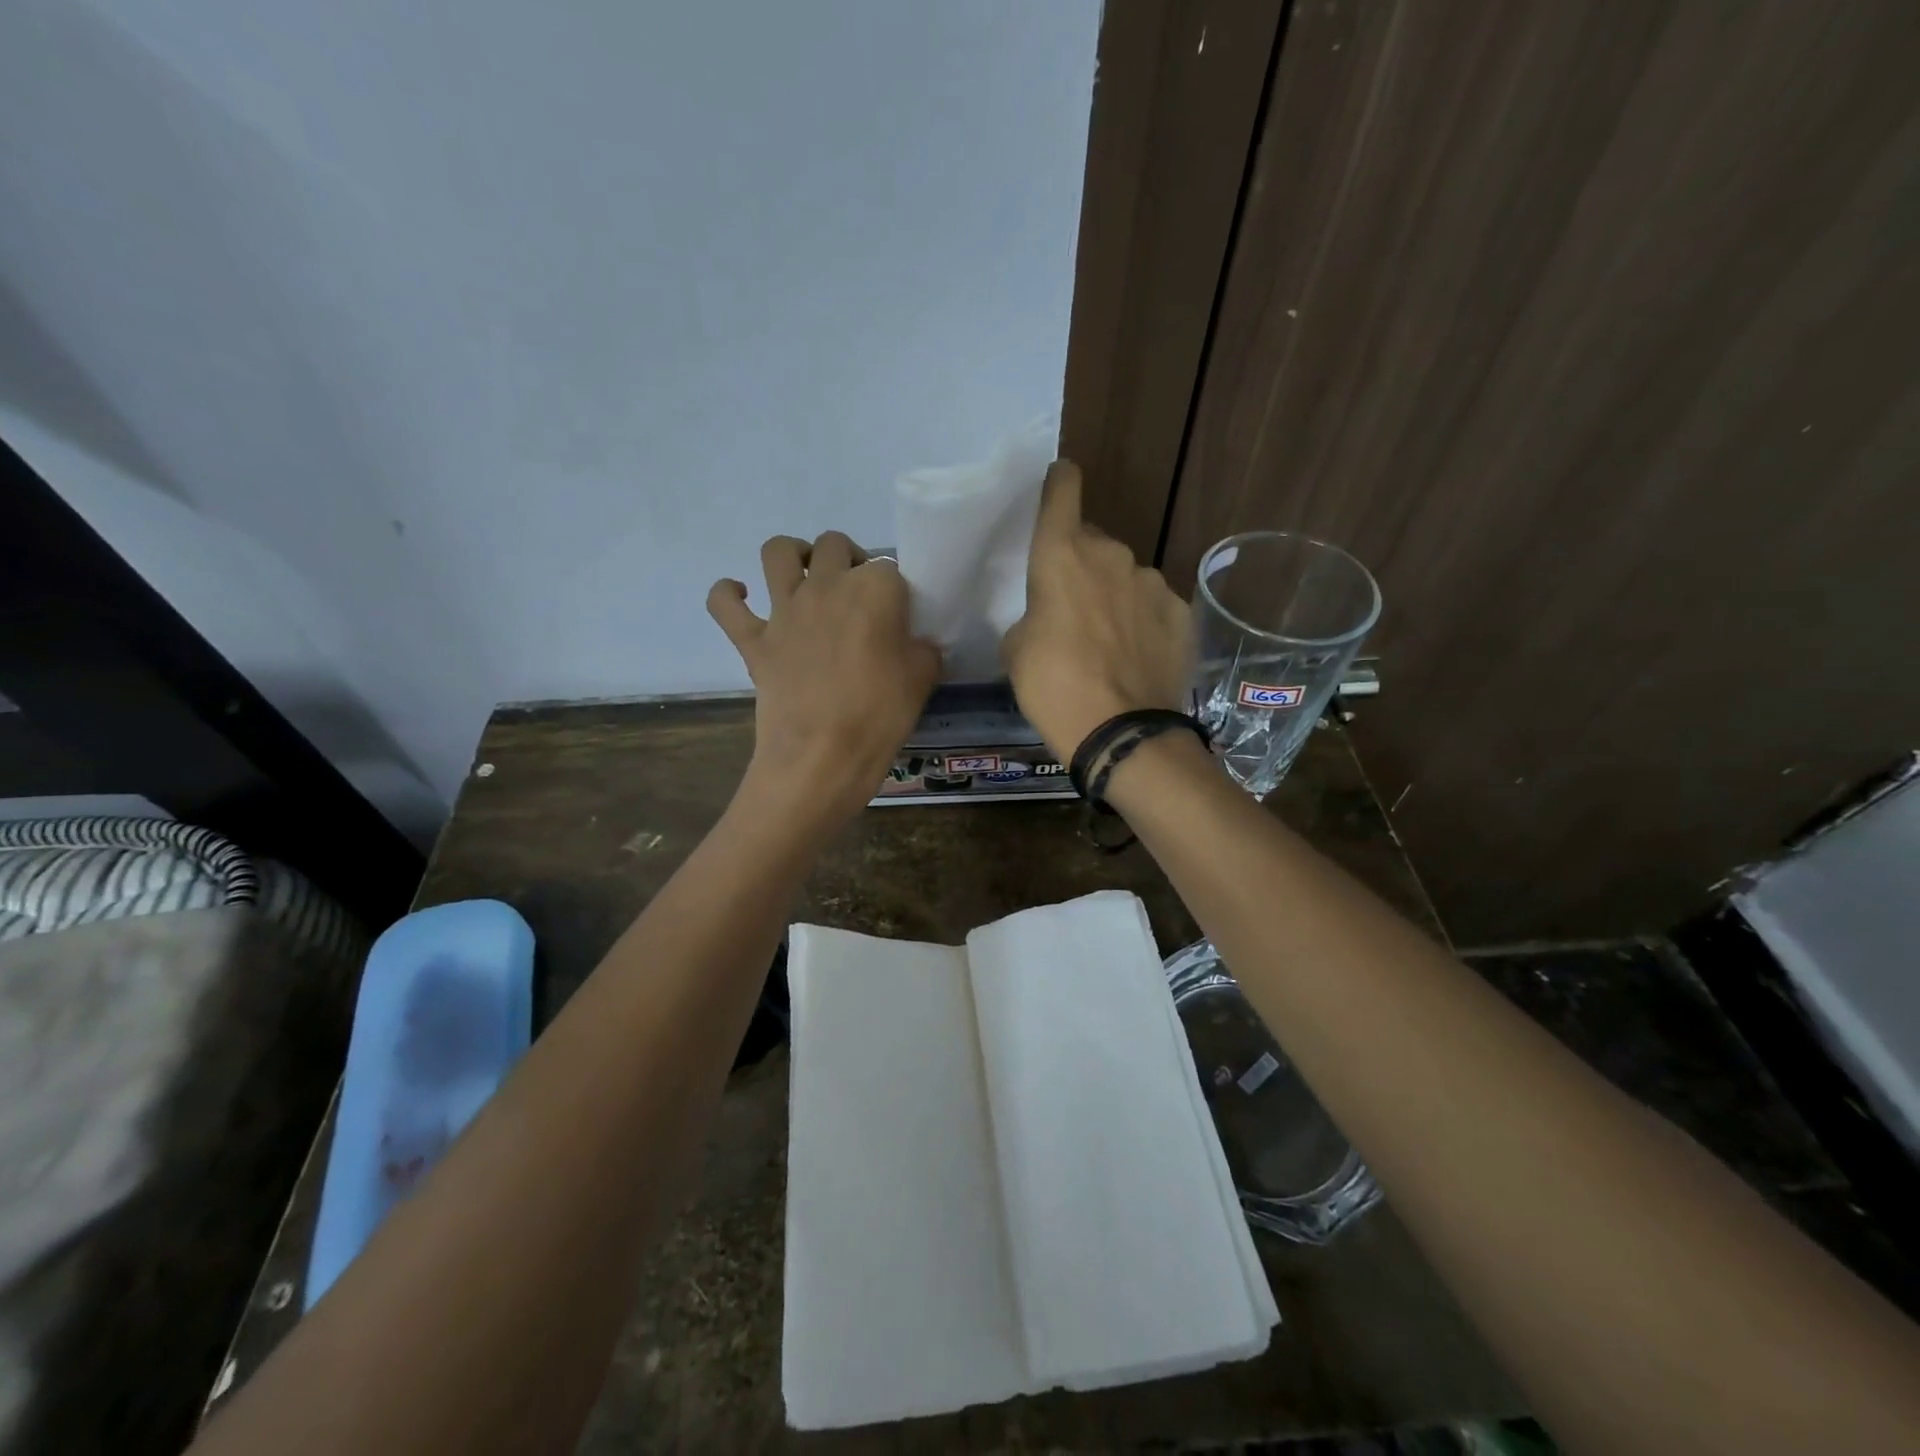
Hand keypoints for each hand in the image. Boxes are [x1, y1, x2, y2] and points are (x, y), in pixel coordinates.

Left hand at [709, 532, 939, 824]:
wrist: (822, 757)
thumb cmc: (881, 716)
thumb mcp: (924, 678)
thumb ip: (921, 648)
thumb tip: (914, 643)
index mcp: (875, 589)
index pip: (890, 568)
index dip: (895, 590)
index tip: (899, 616)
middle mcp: (827, 585)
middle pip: (835, 545)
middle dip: (848, 559)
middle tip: (857, 594)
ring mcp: (784, 610)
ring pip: (778, 551)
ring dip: (792, 554)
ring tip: (804, 577)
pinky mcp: (753, 639)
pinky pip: (724, 603)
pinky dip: (729, 595)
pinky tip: (742, 597)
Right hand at [1002, 461, 1192, 760]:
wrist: (1121, 732)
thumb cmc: (1053, 687)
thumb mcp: (1016, 650)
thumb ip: (1032, 614)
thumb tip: (1049, 615)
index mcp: (1061, 555)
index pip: (1063, 490)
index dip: (1059, 482)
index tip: (1059, 481)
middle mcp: (1111, 554)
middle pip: (1092, 542)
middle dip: (1080, 565)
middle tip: (1071, 608)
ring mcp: (1153, 582)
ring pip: (1125, 576)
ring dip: (1113, 595)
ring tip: (1107, 643)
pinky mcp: (1181, 612)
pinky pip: (1154, 605)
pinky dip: (1143, 621)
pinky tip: (1137, 656)